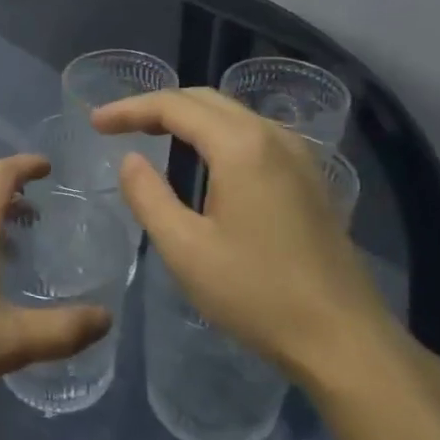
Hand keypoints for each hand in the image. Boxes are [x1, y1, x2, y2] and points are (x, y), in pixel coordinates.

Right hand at [92, 88, 404, 390]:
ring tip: (151, 135)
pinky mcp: (310, 178)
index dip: (130, 109)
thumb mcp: (185, 248)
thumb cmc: (257, 293)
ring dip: (188, 117)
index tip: (96, 123)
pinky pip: (253, 135)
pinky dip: (216, 134)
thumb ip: (148, 196)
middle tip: (117, 126)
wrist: (344, 340)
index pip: (174, 106)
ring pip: (232, 114)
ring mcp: (299, 155)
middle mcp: (273, 136)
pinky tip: (203, 161)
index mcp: (241, 146)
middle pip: (205, 100)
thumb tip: (130, 160)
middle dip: (156, 107)